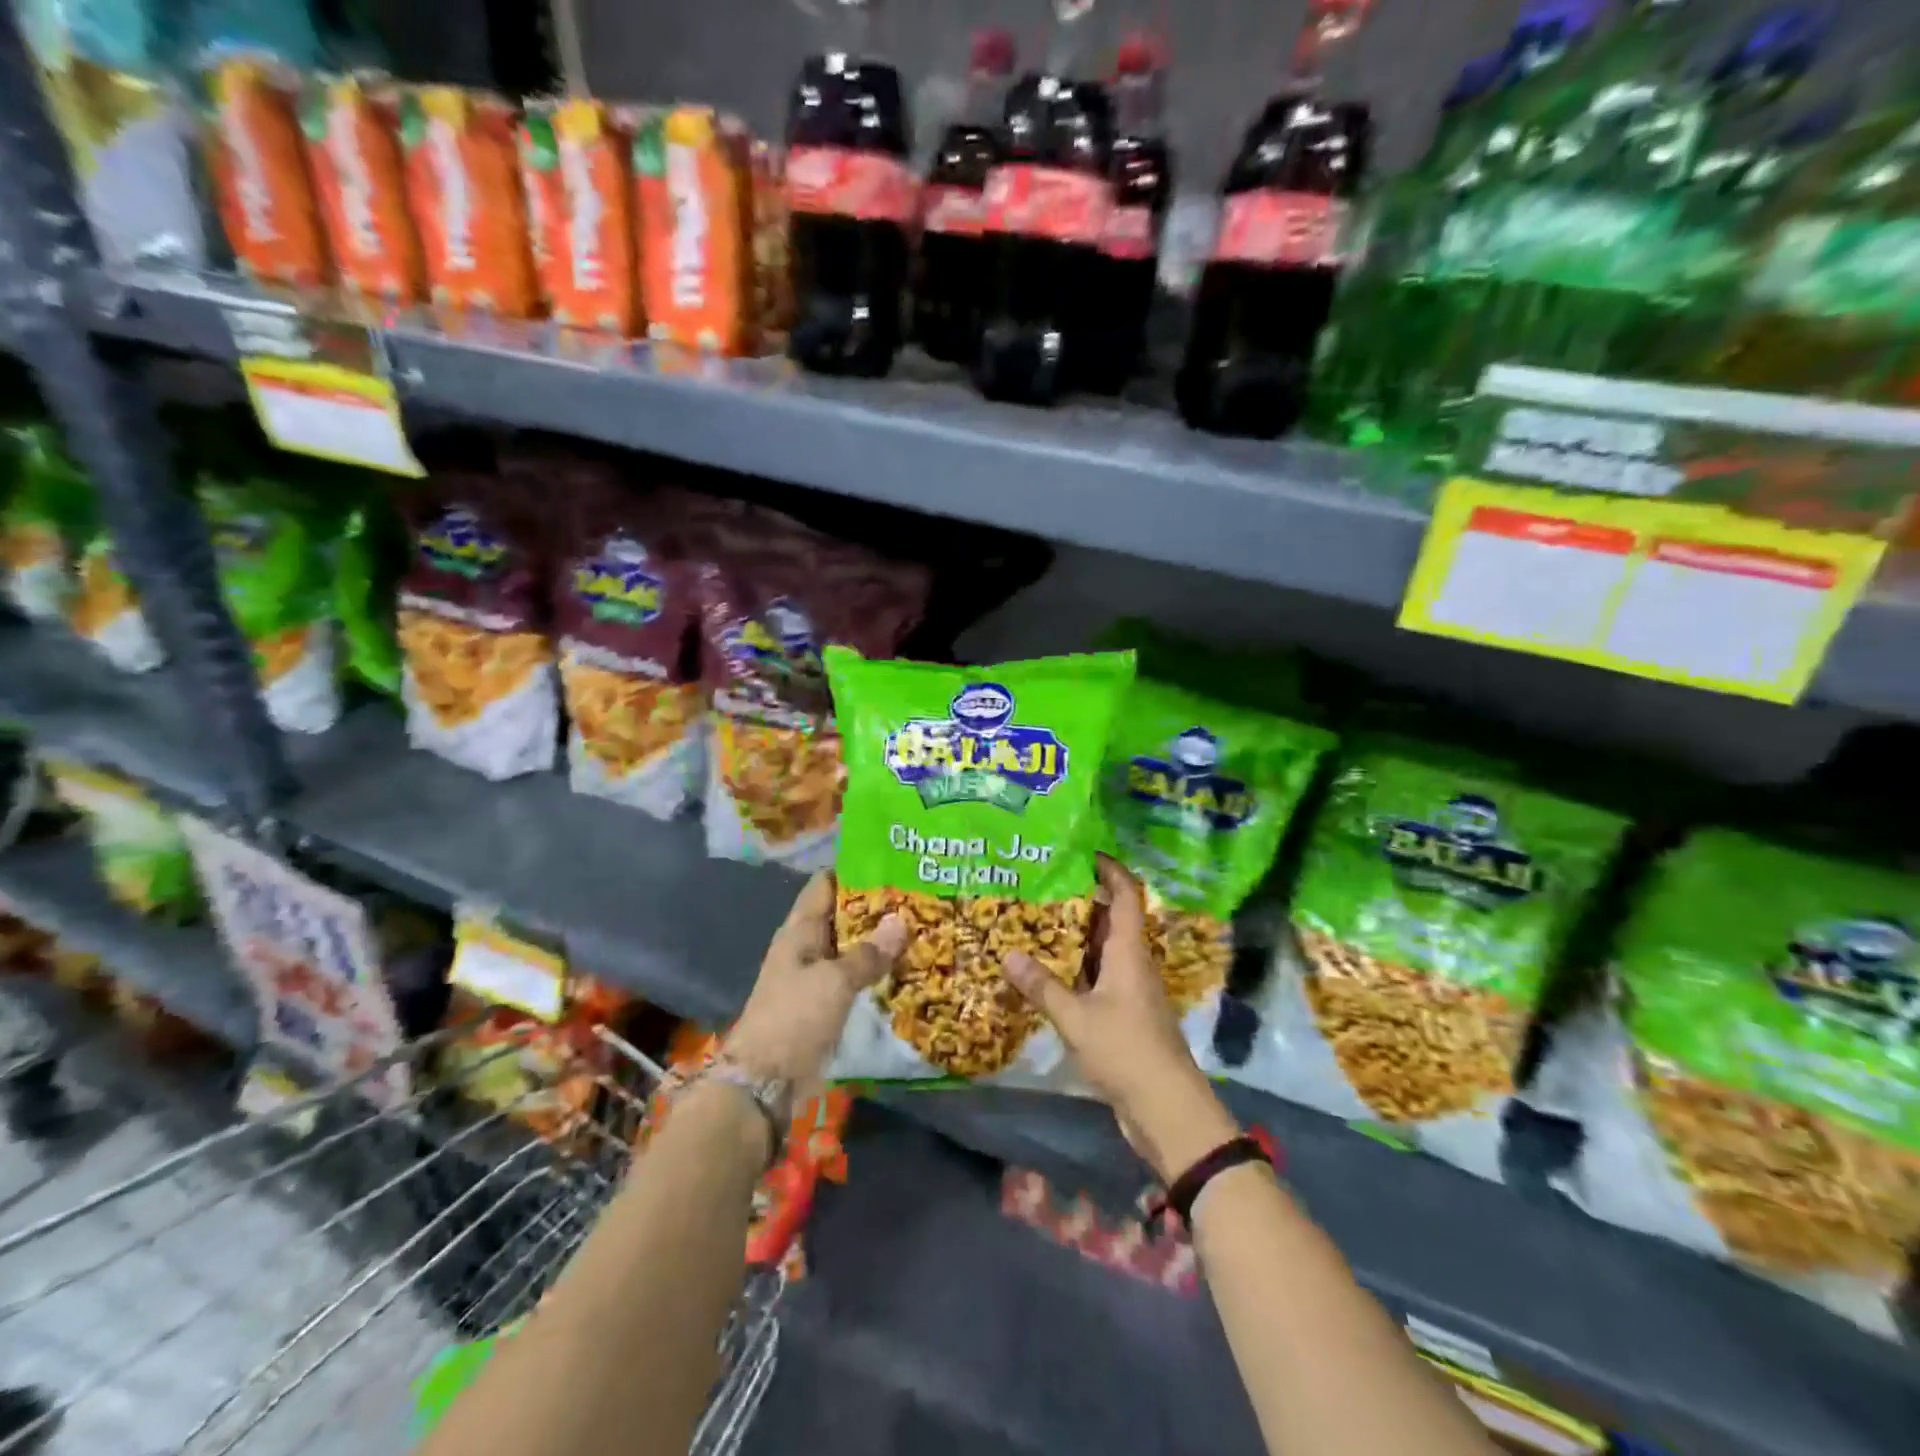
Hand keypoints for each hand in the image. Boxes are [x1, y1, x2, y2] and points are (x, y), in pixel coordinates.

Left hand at [726, 873, 904, 1099]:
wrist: (765, 1081)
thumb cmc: (795, 1018)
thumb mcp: (834, 981)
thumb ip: (869, 953)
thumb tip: (902, 921)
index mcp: (799, 930)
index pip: (825, 885)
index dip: (854, 870)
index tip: (891, 862)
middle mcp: (807, 947)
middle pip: (842, 915)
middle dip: (876, 906)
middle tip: (919, 894)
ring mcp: (815, 977)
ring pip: (851, 948)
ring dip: (879, 940)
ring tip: (922, 926)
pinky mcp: (825, 1005)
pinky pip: (854, 978)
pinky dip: (876, 970)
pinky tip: (907, 967)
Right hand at [1000, 855, 1238, 1181]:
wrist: (1166, 1108)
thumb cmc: (1125, 1050)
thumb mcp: (1076, 1017)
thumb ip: (1043, 986)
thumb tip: (1007, 954)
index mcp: (1129, 953)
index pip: (1126, 896)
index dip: (1111, 870)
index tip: (1085, 853)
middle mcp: (1134, 964)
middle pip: (1113, 921)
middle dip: (1084, 901)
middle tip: (1044, 887)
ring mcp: (1132, 992)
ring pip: (1105, 952)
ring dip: (1079, 937)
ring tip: (1040, 923)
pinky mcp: (1127, 1016)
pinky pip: (1100, 979)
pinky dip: (1079, 970)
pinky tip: (1052, 974)